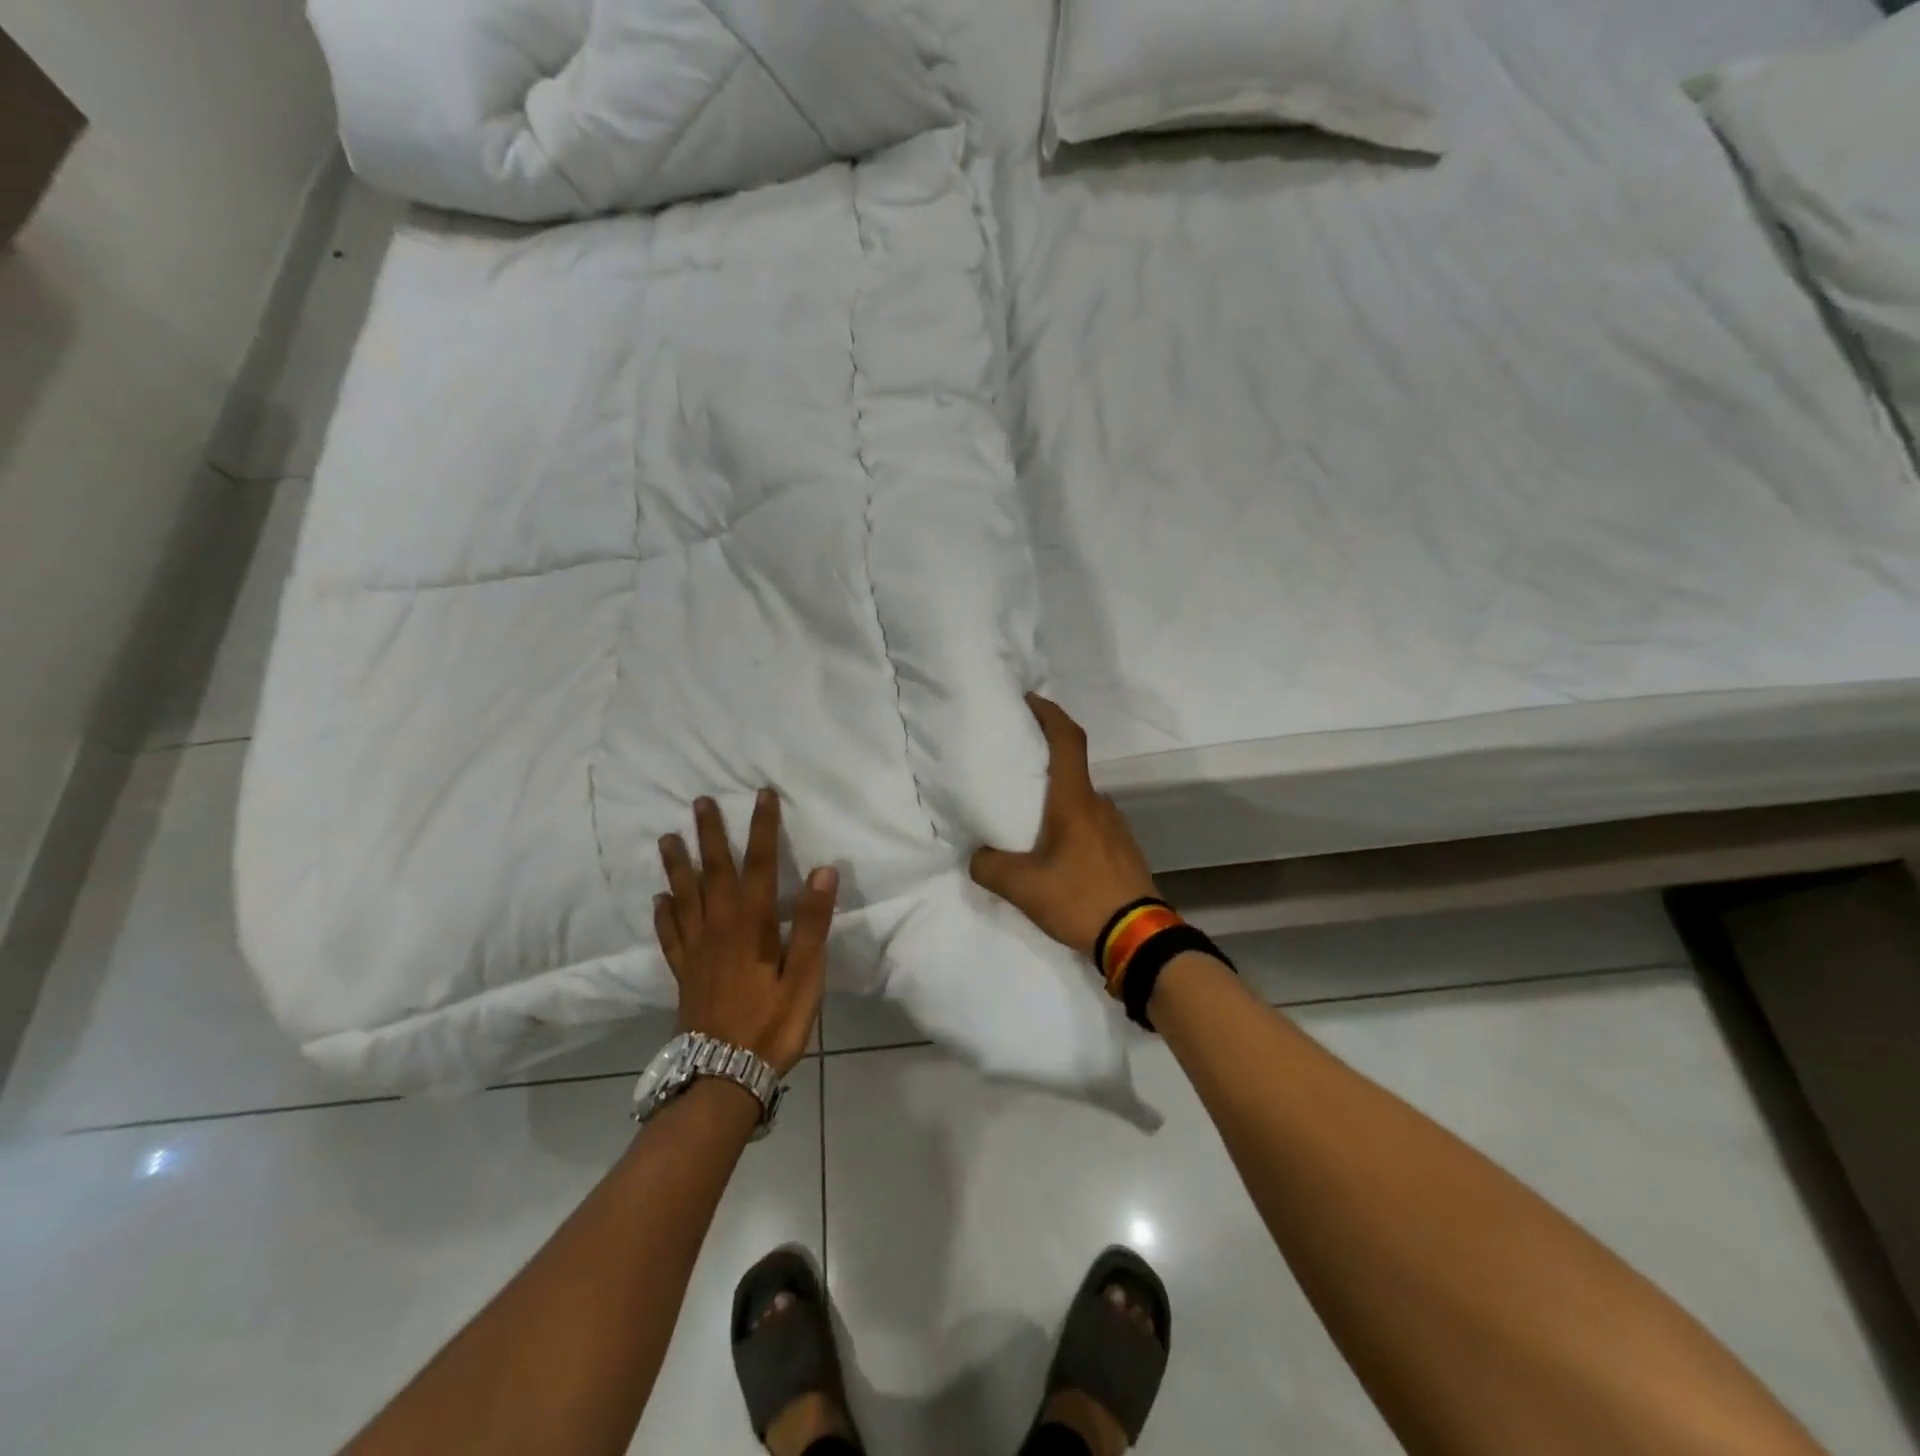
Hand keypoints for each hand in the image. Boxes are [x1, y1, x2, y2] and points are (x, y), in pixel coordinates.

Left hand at [655, 791, 838, 1075]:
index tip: (762, 794)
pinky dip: (663, 912)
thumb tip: (822, 871)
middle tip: (700, 802)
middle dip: (710, 834)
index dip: (762, 827)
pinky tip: (659, 899)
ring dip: (678, 864)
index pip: (759, 864)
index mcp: (751, 924)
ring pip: (684, 896)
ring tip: (668, 837)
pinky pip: (670, 933)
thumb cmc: (772, 1024)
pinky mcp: (684, 972)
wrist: (722, 1076)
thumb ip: (811, 924)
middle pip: (714, 871)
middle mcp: (718, 927)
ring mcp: (696, 950)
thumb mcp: (804, 976)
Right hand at [970, 694, 1159, 959]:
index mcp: (1075, 801)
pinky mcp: (1122, 850)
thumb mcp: (1022, 887)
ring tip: (1026, 817)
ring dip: (1055, 799)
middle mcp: (1099, 805)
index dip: (1049, 713)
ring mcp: (1115, 827)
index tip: (1028, 700)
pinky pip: (1089, 824)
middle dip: (1043, 761)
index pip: (1067, 740)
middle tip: (1012, 767)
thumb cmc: (1080, 898)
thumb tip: (978, 856)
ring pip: (1079, 800)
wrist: (1139, 939)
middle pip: (1070, 768)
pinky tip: (1052, 852)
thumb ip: (989, 866)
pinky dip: (1068, 824)